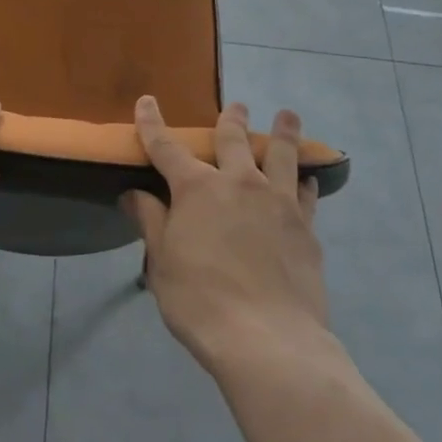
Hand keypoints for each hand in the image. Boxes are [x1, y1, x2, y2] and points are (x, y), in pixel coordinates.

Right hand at [121, 96, 328, 376]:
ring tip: (287, 116)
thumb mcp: (161, 263)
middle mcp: (239, 183)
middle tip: (237, 105)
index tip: (147, 101)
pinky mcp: (306, 229)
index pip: (166, 147)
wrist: (268, 340)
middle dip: (231, 120)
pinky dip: (304, 183)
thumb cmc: (200, 300)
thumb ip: (150, 222)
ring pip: (281, 156)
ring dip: (283, 133)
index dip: (152, 123)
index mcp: (196, 188)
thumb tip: (133, 193)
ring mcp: (277, 203)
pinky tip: (307, 180)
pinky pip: (306, 195)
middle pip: (233, 140)